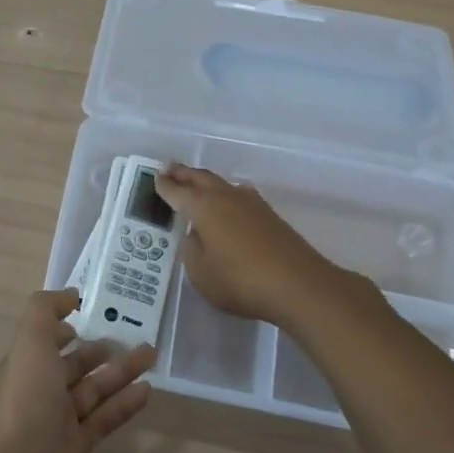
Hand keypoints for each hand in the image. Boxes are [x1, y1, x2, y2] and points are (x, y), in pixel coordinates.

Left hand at [0, 289, 154, 452]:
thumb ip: (44, 312)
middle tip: (133, 335)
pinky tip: (147, 392)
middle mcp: (38, 392)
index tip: (94, 312)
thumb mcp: (29, 346)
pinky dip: (123, 405)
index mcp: (24, 366)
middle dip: (99, 349)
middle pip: (72, 365)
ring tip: (151, 356)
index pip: (45, 339)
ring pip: (93, 391)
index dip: (65, 325)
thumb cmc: (24, 407)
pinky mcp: (75, 450)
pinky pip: (103, 420)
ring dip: (119, 373)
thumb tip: (70, 295)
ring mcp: (56, 424)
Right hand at [157, 163, 346, 329]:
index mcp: (203, 207)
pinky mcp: (270, 216)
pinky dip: (225, 194)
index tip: (155, 178)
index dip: (164, 186)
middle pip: (200, 178)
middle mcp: (226, 197)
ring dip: (205, 181)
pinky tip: (228, 202)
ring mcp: (252, 204)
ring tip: (196, 182)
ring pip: (222, 184)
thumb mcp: (201, 272)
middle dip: (183, 173)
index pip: (178, 192)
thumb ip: (192, 249)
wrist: (298, 284)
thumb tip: (196, 234)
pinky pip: (238, 196)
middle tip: (169, 168)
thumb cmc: (240, 280)